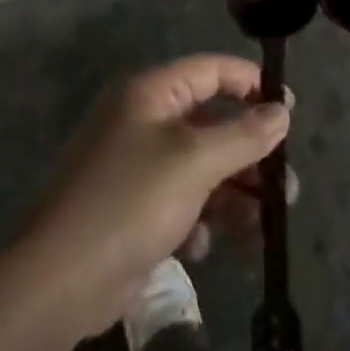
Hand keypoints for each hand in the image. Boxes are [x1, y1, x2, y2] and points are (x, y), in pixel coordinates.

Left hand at [24, 54, 291, 341]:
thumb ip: (244, 135)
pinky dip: (199, 218)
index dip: (251, 83)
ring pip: (200, 167)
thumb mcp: (196, 162)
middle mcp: (142, 121)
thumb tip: (281, 110)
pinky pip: (179, 201)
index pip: (210, 70)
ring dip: (232, 192)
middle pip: (210, 124)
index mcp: (150, 94)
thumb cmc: (132, 202)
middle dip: (249, 154)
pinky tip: (203, 243)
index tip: (288, 109)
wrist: (61, 280)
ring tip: (261, 223)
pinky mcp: (132, 209)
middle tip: (285, 185)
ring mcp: (135, 166)